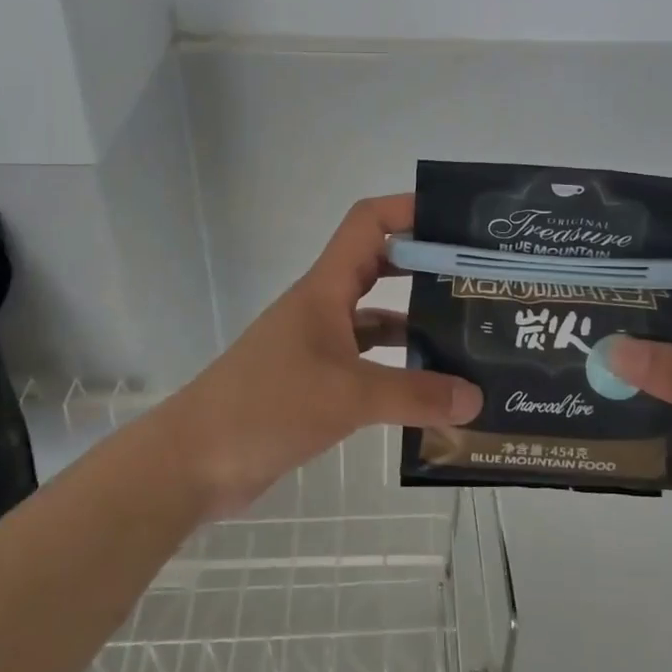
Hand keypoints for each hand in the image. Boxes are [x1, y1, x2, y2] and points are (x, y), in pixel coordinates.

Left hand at [167, 194, 482, 515]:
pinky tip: (433, 391)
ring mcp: (318, 345)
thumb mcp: (347, 396)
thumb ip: (414, 395)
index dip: (409, 210)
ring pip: (376, 319)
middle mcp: (323, 307)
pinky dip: (398, 369)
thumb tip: (476, 398)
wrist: (195, 461)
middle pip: (380, 267)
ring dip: (416, 323)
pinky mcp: (316, 382)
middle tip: (477, 281)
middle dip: (426, 268)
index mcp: (325, 289)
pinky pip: (368, 363)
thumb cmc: (266, 406)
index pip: (368, 224)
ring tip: (470, 338)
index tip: (457, 222)